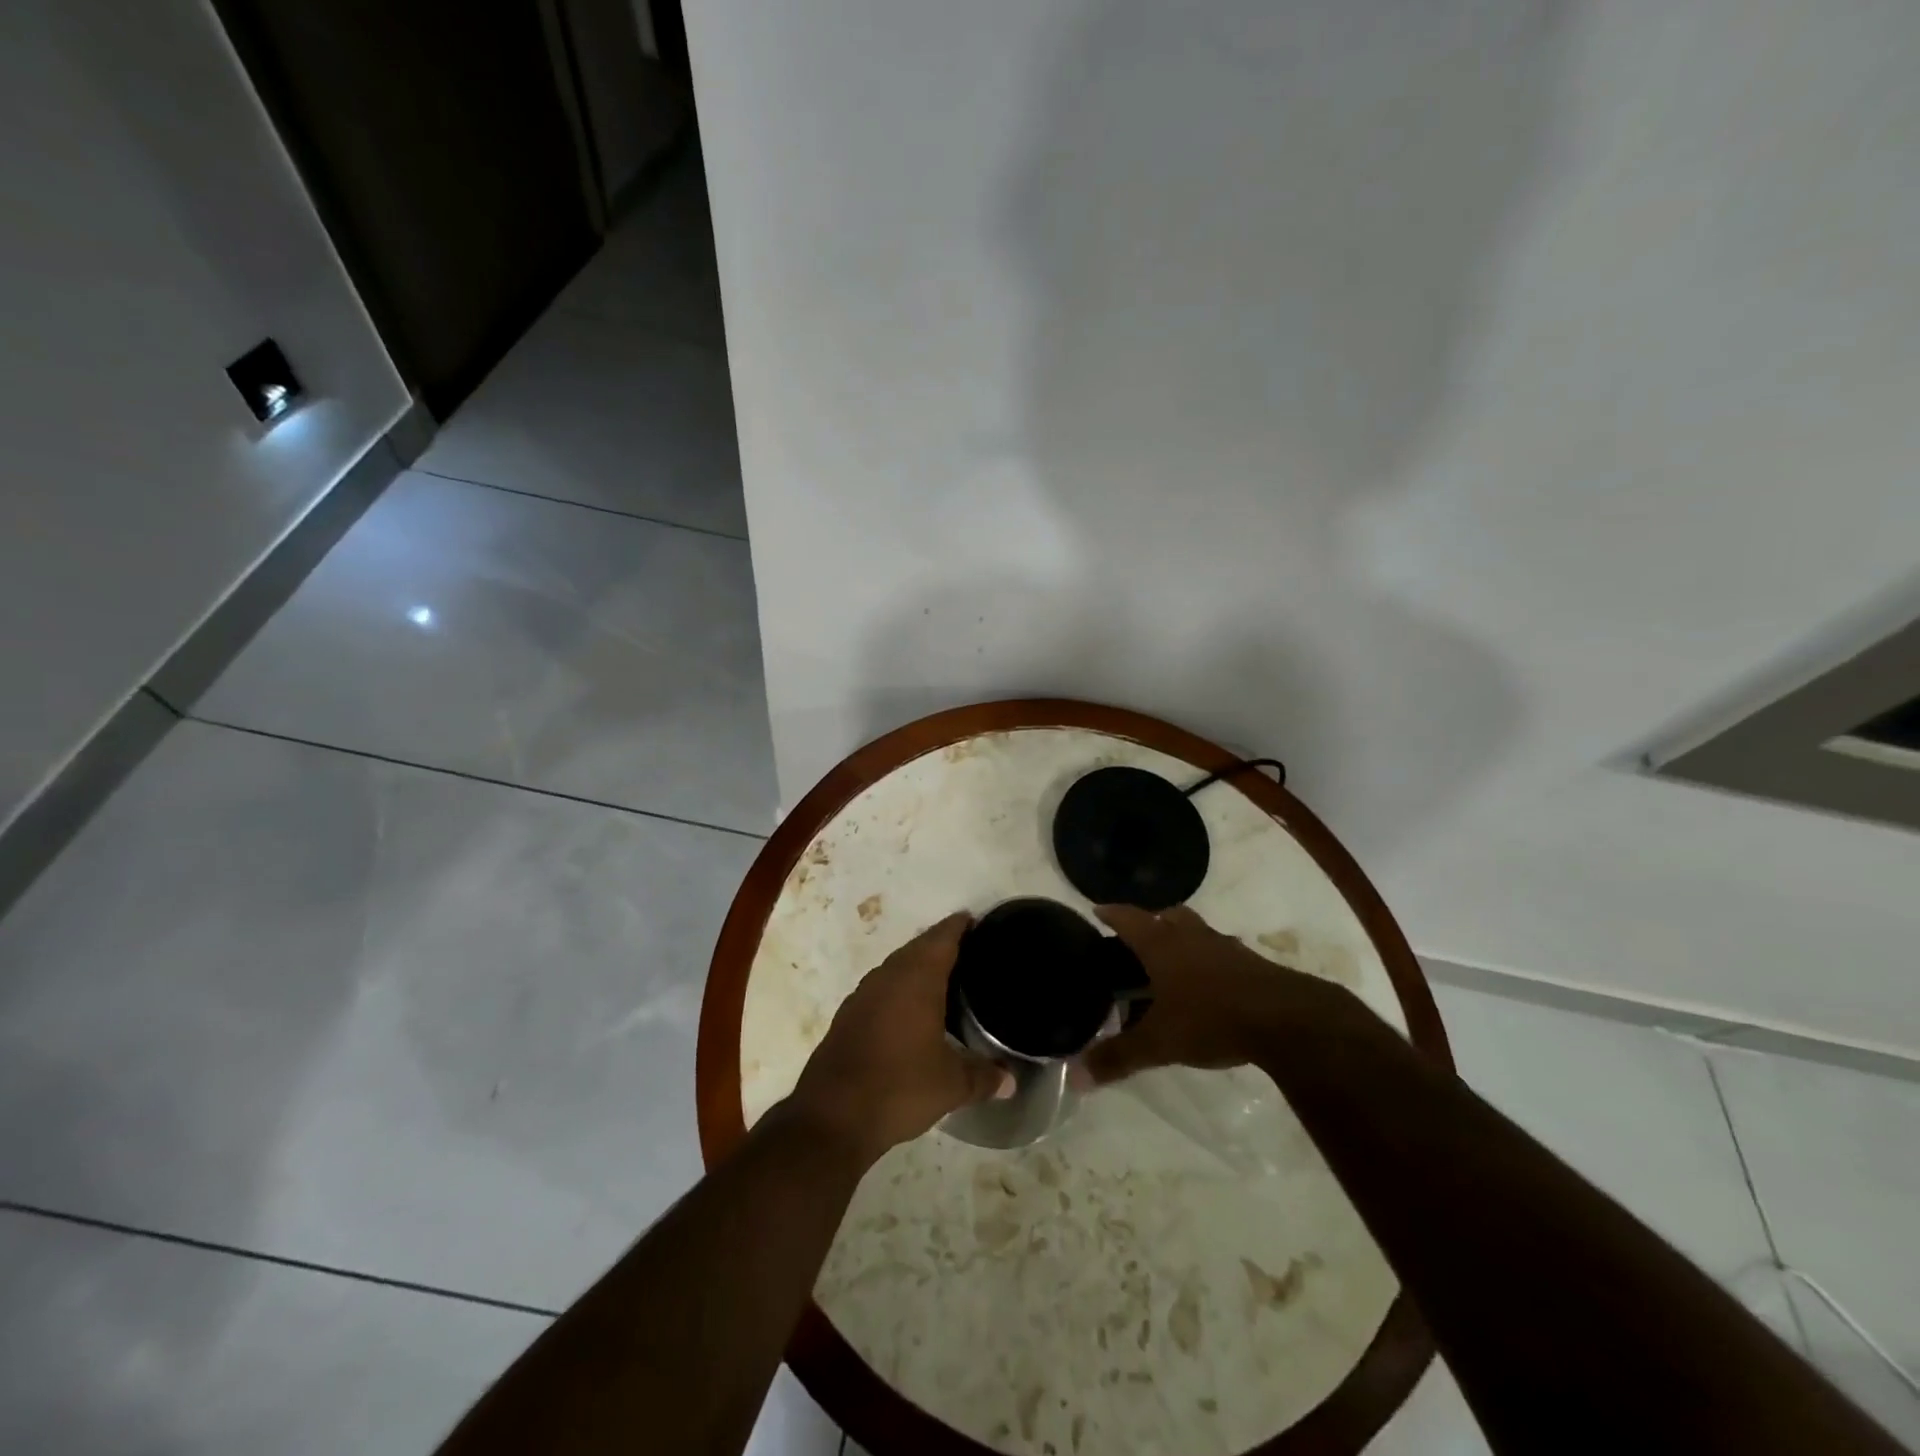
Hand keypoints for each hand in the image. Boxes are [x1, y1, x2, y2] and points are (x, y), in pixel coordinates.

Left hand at [786, 912, 1012, 1163]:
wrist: (832, 1116)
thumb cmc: (899, 1087)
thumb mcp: (951, 1085)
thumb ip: (983, 1077)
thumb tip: (1011, 1081)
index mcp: (917, 979)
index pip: (942, 938)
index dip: (959, 926)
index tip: (976, 922)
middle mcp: (888, 976)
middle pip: (919, 947)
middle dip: (941, 944)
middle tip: (969, 951)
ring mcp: (864, 994)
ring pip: (897, 966)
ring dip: (918, 965)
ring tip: (945, 978)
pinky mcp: (849, 1015)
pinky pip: (882, 987)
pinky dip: (900, 988)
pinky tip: (911, 1010)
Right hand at [1081, 903, 1334, 1083]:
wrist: (1287, 1019)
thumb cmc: (1211, 1018)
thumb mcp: (1159, 1043)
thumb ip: (1118, 1057)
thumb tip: (1073, 1077)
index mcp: (1162, 945)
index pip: (1129, 918)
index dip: (1111, 913)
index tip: (1097, 910)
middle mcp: (1192, 936)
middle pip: (1167, 916)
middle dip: (1150, 923)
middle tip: (1136, 942)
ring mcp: (1225, 947)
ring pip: (1196, 932)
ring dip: (1182, 940)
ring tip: (1171, 964)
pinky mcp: (1251, 964)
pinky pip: (1220, 953)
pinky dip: (1207, 962)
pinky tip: (1207, 986)